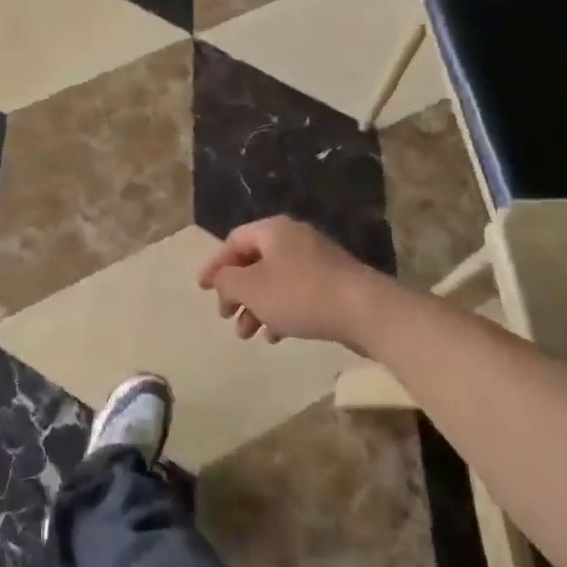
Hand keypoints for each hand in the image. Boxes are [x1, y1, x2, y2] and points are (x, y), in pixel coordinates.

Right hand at [197, 217, 387, 347]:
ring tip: (247, 335)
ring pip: (275, 281)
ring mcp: (317, 260)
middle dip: (236, 292)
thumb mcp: (251, 288)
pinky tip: (276, 336)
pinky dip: (281, 311)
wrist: (364, 310)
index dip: (215, 265)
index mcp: (273, 231)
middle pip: (254, 262)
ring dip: (256, 307)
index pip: (233, 241)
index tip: (201, 289)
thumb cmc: (299, 294)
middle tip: (225, 316)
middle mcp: (294, 238)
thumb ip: (227, 282)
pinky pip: (296, 293)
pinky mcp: (333, 283)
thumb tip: (221, 280)